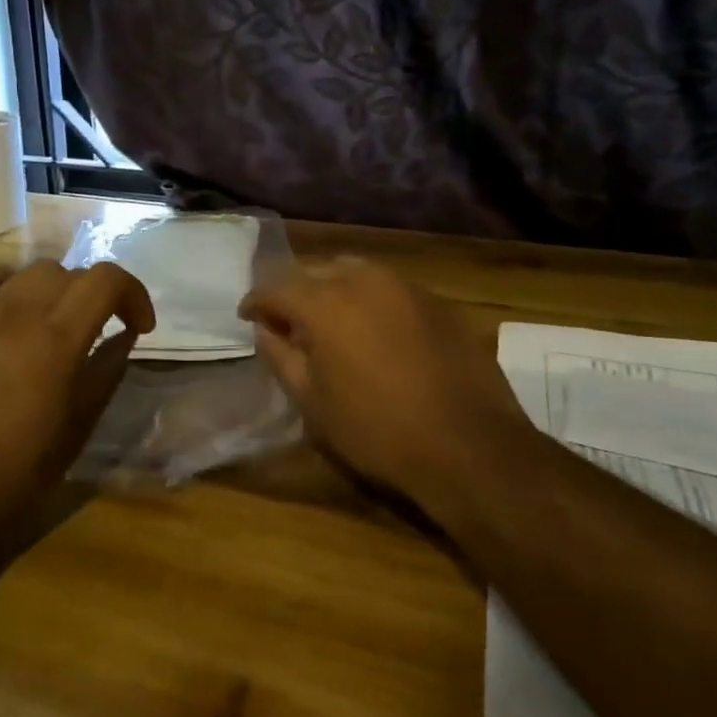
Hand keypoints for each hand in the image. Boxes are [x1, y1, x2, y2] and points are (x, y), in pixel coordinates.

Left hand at [0, 260, 154, 534]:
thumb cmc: (19, 475)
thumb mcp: (79, 427)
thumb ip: (106, 372)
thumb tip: (124, 337)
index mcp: (57, 341)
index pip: (106, 280)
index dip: (133, 293)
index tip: (140, 326)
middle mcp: (18, 315)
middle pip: (69, 272)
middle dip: (96, 295)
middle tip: (102, 330)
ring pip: (28, 272)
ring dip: (55, 289)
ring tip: (57, 322)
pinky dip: (4, 282)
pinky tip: (10, 306)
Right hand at [239, 258, 527, 508]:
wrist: (469, 444)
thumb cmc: (377, 429)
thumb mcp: (313, 402)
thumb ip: (280, 357)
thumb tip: (264, 330)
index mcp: (324, 302)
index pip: (276, 287)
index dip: (257, 302)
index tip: (247, 317)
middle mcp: (362, 279)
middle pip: (315, 272)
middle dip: (296, 293)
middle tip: (289, 323)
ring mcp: (404, 285)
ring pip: (354, 272)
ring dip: (334, 290)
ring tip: (332, 322)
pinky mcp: (436, 300)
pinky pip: (388, 287)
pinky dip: (370, 299)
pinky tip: (375, 330)